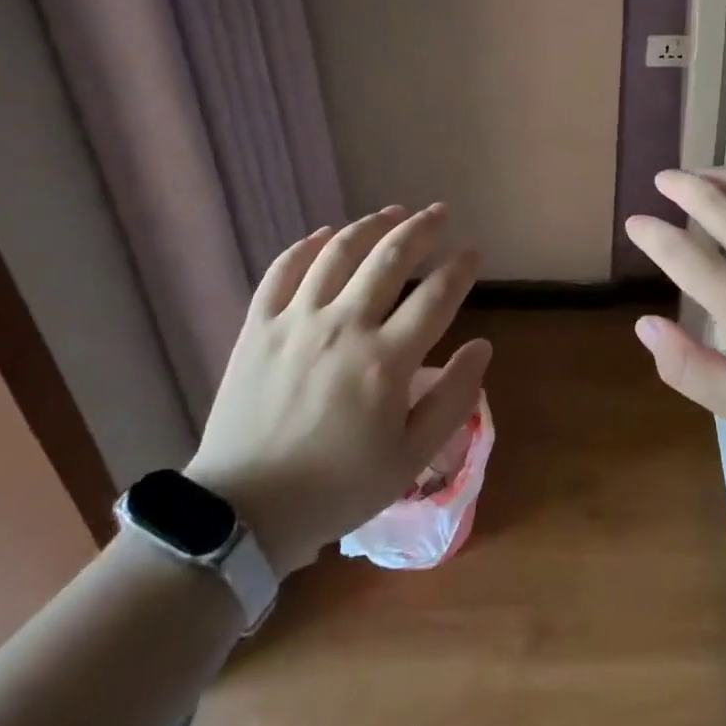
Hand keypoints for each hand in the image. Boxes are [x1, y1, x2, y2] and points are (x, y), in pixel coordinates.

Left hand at [184, 204, 490, 574]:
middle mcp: (344, 325)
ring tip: (391, 211)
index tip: (472, 253)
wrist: (242, 514)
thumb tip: (482, 346)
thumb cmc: (335, 490)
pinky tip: (325, 234)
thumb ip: (452, 399)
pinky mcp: (259, 326)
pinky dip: (306, 246)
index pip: (436, 296)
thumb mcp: (409, 458)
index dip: (460, 268)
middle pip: (390, 257)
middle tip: (439, 212)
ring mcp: (296, 320)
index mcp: (385, 360)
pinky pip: (283, 269)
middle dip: (421, 228)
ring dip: (371, 225)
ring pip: (339, 251)